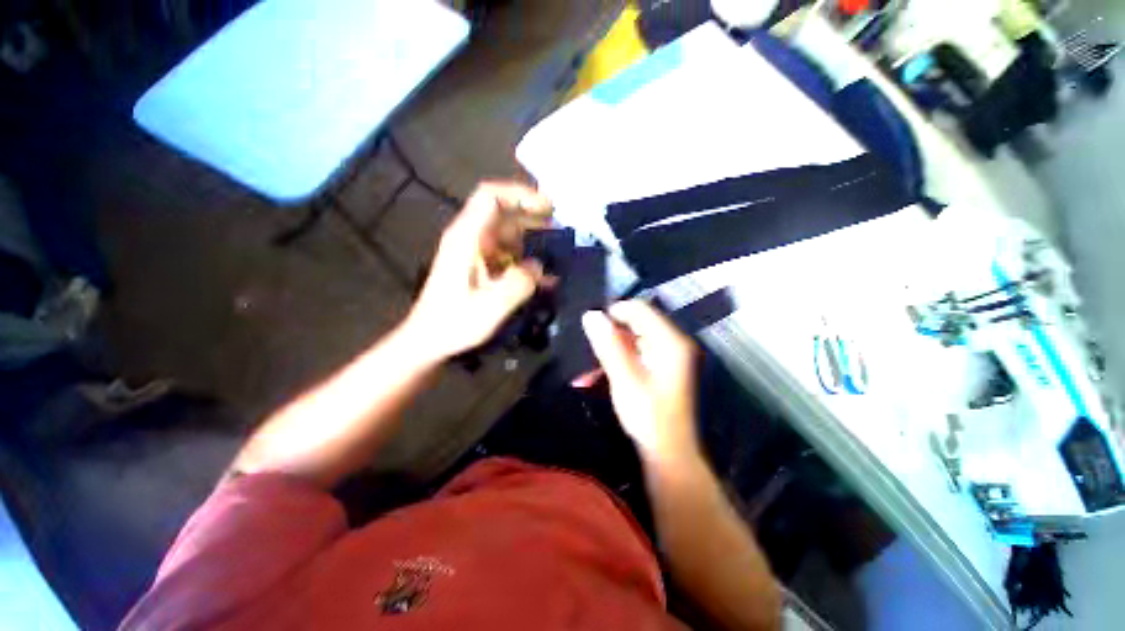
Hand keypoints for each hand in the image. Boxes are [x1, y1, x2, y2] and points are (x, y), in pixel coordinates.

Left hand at [405, 182, 552, 360]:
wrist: (430, 339)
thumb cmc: (455, 322)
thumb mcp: (491, 305)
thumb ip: (519, 282)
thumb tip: (539, 267)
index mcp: (467, 237)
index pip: (491, 197)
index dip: (520, 194)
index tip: (548, 207)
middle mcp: (471, 238)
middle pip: (504, 213)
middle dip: (533, 217)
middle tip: (561, 230)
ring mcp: (476, 252)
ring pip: (509, 233)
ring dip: (533, 240)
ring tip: (558, 253)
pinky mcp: (482, 266)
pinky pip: (508, 254)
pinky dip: (526, 260)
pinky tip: (544, 277)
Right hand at [582, 301, 701, 466]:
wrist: (668, 453)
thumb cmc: (648, 417)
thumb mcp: (624, 379)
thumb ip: (609, 345)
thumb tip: (591, 314)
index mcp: (669, 341)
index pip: (639, 309)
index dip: (613, 312)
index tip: (591, 326)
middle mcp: (672, 342)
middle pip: (637, 322)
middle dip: (610, 332)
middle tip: (588, 347)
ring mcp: (668, 355)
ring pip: (634, 337)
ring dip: (611, 347)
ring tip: (590, 365)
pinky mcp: (661, 366)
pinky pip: (636, 350)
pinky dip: (618, 357)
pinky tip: (601, 372)